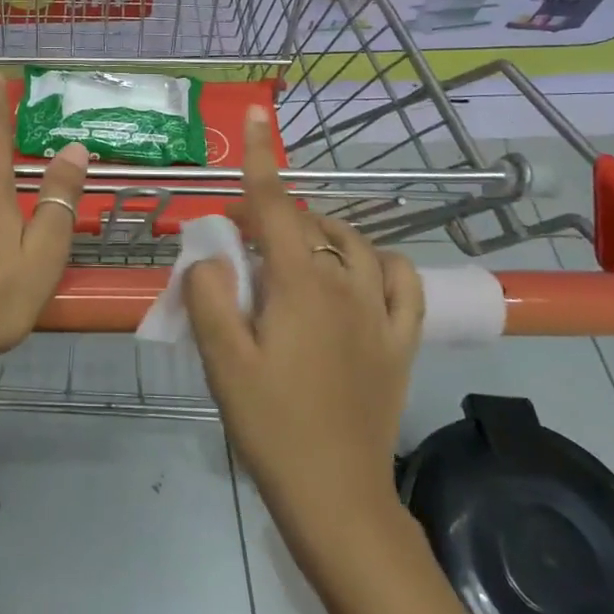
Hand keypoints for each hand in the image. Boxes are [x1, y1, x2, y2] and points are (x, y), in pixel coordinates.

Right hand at [184, 105, 424, 531]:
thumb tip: (212, 256)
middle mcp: (345, 286)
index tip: (259, 116)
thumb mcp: (223, 362)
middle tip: (238, 239)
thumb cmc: (271, 428)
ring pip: (353, 244)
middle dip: (272, 215)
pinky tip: (360, 271)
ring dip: (321, 231)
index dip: (263, 160)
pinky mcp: (400, 342)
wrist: (336, 497)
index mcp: (300, 286)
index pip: (277, 206)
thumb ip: (211, 296)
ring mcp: (379, 313)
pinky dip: (379, 262)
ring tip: (291, 249)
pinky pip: (402, 282)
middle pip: (310, 224)